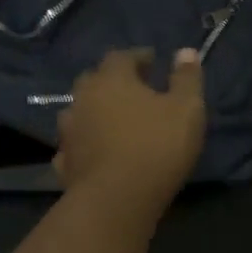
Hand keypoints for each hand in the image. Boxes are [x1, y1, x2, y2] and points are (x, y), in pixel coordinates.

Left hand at [55, 48, 206, 224]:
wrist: (116, 201)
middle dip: (114, 81)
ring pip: (80, 111)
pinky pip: (75, 145)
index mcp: (111, 79)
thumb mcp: (186, 108)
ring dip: (96, 112)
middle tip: (135, 90)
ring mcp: (69, 132)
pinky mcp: (64, 163)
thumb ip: (187, 78)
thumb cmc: (156, 146)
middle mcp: (83, 98)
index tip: (154, 63)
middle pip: (95, 80)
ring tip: (115, 121)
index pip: (122, 56)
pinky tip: (97, 152)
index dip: (139, 57)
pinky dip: (86, 143)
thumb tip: (185, 51)